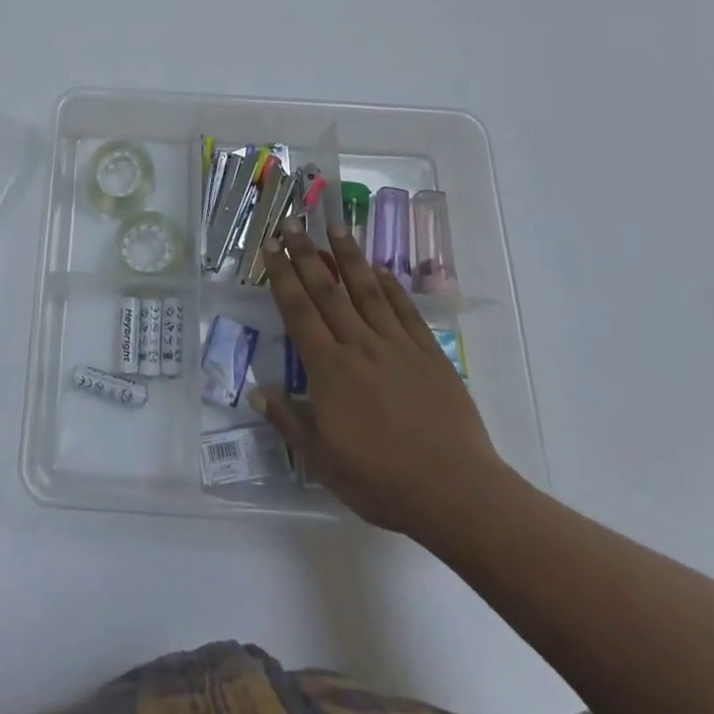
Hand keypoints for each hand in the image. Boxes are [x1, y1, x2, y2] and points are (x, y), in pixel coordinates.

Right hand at [253, 224, 512, 549]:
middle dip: (306, 254)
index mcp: (328, 369)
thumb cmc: (381, 481)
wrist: (455, 492)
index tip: (270, 246)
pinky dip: (391, 286)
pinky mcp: (429, 354)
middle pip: (327, 290)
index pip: (298, 310)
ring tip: (335, 226)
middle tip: (292, 222)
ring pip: (366, 290)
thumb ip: (289, 420)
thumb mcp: (322, 460)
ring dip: (348, 256)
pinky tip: (381, 269)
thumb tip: (258, 389)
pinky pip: (405, 311)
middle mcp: (358, 345)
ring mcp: (396, 346)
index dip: (281, 276)